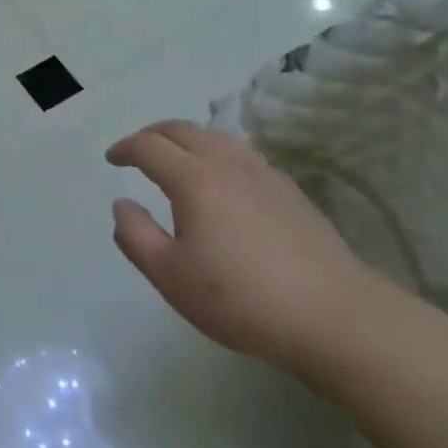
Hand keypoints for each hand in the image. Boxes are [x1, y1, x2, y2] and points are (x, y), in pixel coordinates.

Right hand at [106, 121, 379, 372]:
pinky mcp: (290, 191)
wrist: (335, 317)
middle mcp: (227, 164)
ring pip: (216, 137)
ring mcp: (263, 174)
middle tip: (137, 151)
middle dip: (153, 134)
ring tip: (176, 159)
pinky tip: (222, 181)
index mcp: (193, 179)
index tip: (111, 159)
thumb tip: (121, 205)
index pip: (149, 147)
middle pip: (183, 130)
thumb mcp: (171, 276)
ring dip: (187, 140)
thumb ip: (136, 236)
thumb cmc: (241, 299)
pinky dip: (217, 154)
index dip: (125, 148)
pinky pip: (241, 154)